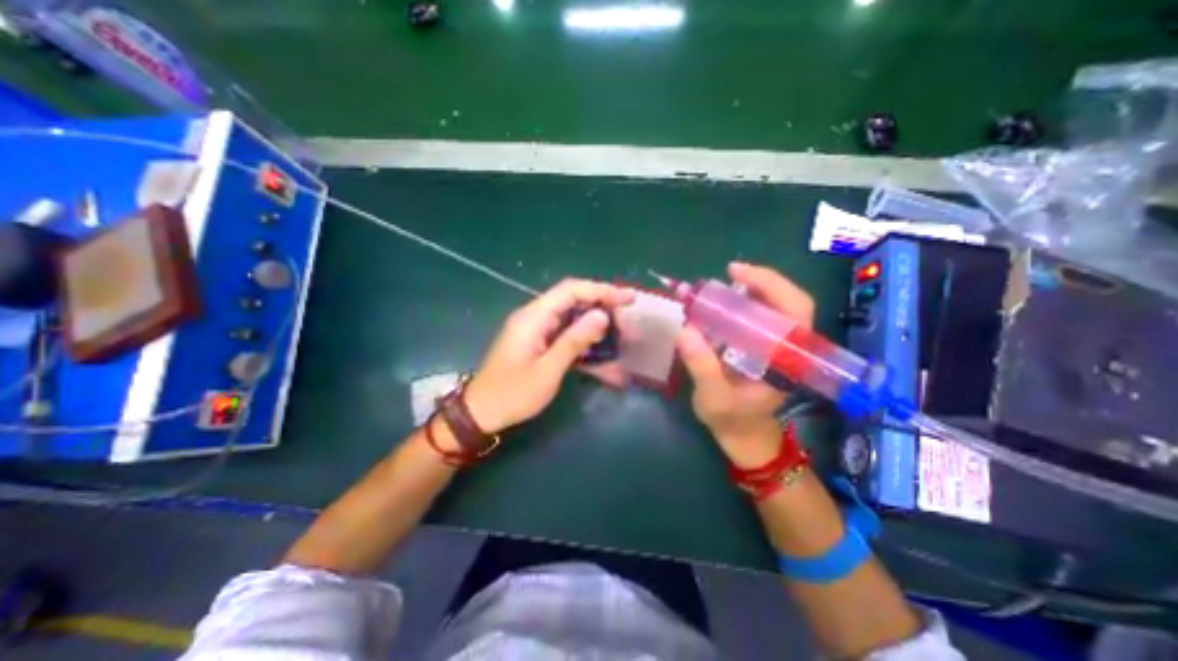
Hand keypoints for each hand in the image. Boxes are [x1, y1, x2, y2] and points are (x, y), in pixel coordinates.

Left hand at [463, 279, 634, 432]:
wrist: (481, 413)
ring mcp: (537, 331)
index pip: (572, 290)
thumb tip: (601, 315)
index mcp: (534, 317)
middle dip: (603, 309)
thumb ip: (574, 341)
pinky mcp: (540, 344)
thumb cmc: (512, 394)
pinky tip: (604, 357)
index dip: (602, 290)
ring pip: (573, 319)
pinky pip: (567, 336)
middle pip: (574, 301)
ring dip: (597, 328)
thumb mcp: (547, 370)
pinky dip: (586, 344)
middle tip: (628, 324)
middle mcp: (536, 317)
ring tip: (622, 339)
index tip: (628, 299)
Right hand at [677, 262, 816, 466]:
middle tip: (729, 272)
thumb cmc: (732, 419)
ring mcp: (776, 345)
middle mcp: (788, 347)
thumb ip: (702, 366)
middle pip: (789, 301)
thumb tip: (685, 329)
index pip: (796, 311)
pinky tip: (721, 302)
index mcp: (787, 359)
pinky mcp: (763, 345)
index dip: (772, 285)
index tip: (738, 273)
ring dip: (750, 289)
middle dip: (761, 281)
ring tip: (721, 285)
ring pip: (775, 306)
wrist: (743, 434)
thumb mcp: (714, 397)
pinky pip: (759, 316)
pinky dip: (742, 303)